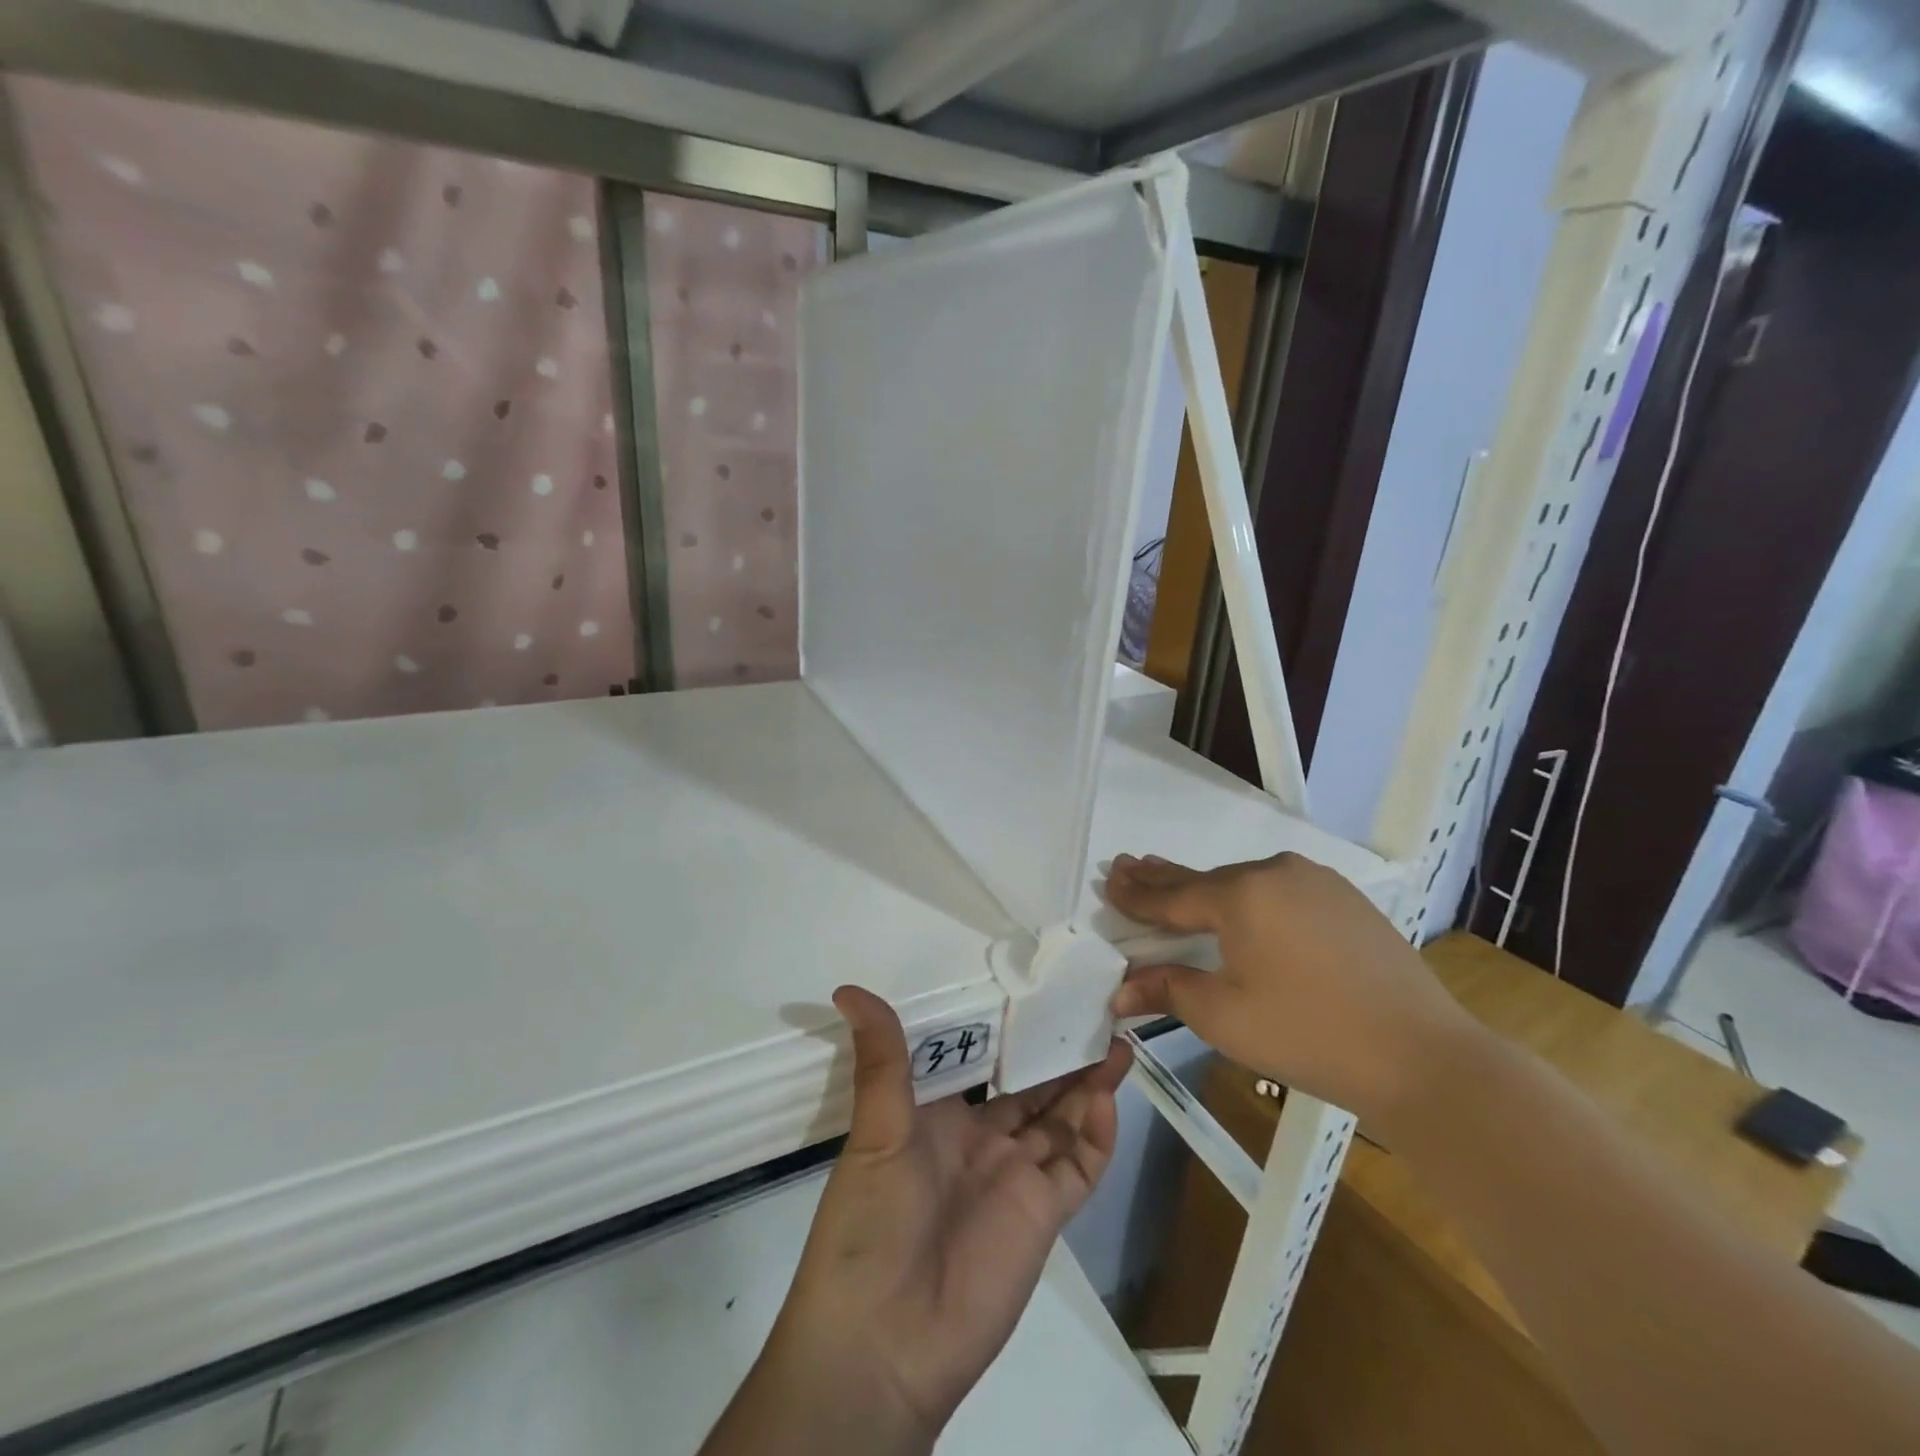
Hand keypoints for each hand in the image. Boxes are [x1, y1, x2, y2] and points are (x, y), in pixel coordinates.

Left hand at [745, 986, 1130, 1450]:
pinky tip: (1105, 1099)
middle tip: (1096, 1010)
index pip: (984, 1060)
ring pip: (1062, 1120)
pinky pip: (1077, 1168)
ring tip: (1116, 1042)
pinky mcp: (1043, 1215)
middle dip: (1062, 1054)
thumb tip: (849, 988)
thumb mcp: (876, 1131)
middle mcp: (982, 1140)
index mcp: (940, 1116)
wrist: (883, 1344)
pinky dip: (1095, 1136)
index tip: (1040, 988)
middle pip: (1033, 1088)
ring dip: (1088, 1085)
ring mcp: (1015, 1177)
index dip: (1012, 1030)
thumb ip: (880, 1060)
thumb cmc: (870, 1223)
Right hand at [1104, 852, 1475, 1129]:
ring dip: (1207, 887)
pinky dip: (1249, 895)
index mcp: (1240, 895)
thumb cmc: (1308, 1035)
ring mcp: (1315, 881)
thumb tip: (1118, 992)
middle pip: (1205, 879)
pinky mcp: (1344, 898)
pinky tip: (1240, 903)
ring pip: (1245, 881)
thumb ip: (1168, 990)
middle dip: (1162, 877)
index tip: (1107, 880)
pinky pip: (1279, 889)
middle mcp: (1274, 873)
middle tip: (1126, 864)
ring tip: (1173, 881)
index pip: (1172, 896)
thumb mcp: (1225, 1017)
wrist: (1422, 1055)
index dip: (1136, 894)